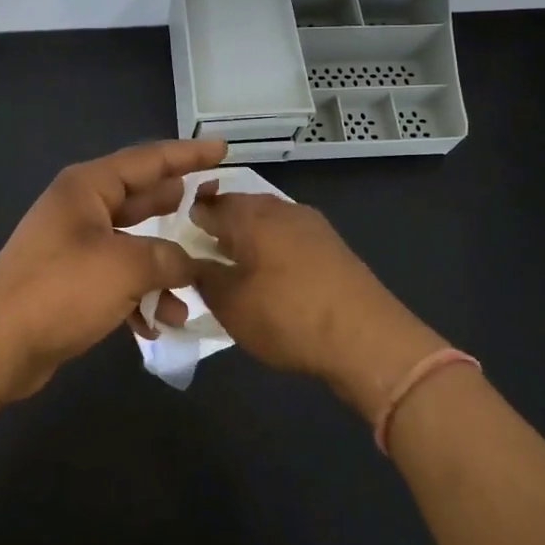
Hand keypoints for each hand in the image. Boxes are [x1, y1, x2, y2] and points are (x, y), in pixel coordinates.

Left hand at [0, 139, 227, 400]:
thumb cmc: (61, 290)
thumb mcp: (125, 267)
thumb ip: (168, 258)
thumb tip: (191, 264)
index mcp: (87, 187)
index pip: (147, 160)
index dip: (187, 154)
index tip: (222, 148)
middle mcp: (80, 209)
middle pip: (140, 199)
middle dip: (178, 207)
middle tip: (217, 205)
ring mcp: (73, 246)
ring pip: (132, 244)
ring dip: (163, 267)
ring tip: (198, 284)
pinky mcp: (70, 282)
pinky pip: (117, 278)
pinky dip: (140, 295)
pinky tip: (161, 322)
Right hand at [189, 187, 450, 417]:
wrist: (367, 339)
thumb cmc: (287, 317)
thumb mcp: (230, 304)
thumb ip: (204, 277)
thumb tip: (192, 261)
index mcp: (250, 215)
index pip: (208, 204)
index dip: (189, 218)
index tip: (177, 238)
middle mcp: (281, 209)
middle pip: (240, 207)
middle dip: (221, 225)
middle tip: (204, 252)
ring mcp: (312, 225)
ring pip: (267, 221)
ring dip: (249, 237)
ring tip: (236, 266)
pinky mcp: (333, 246)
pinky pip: (290, 237)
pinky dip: (273, 249)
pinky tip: (271, 275)